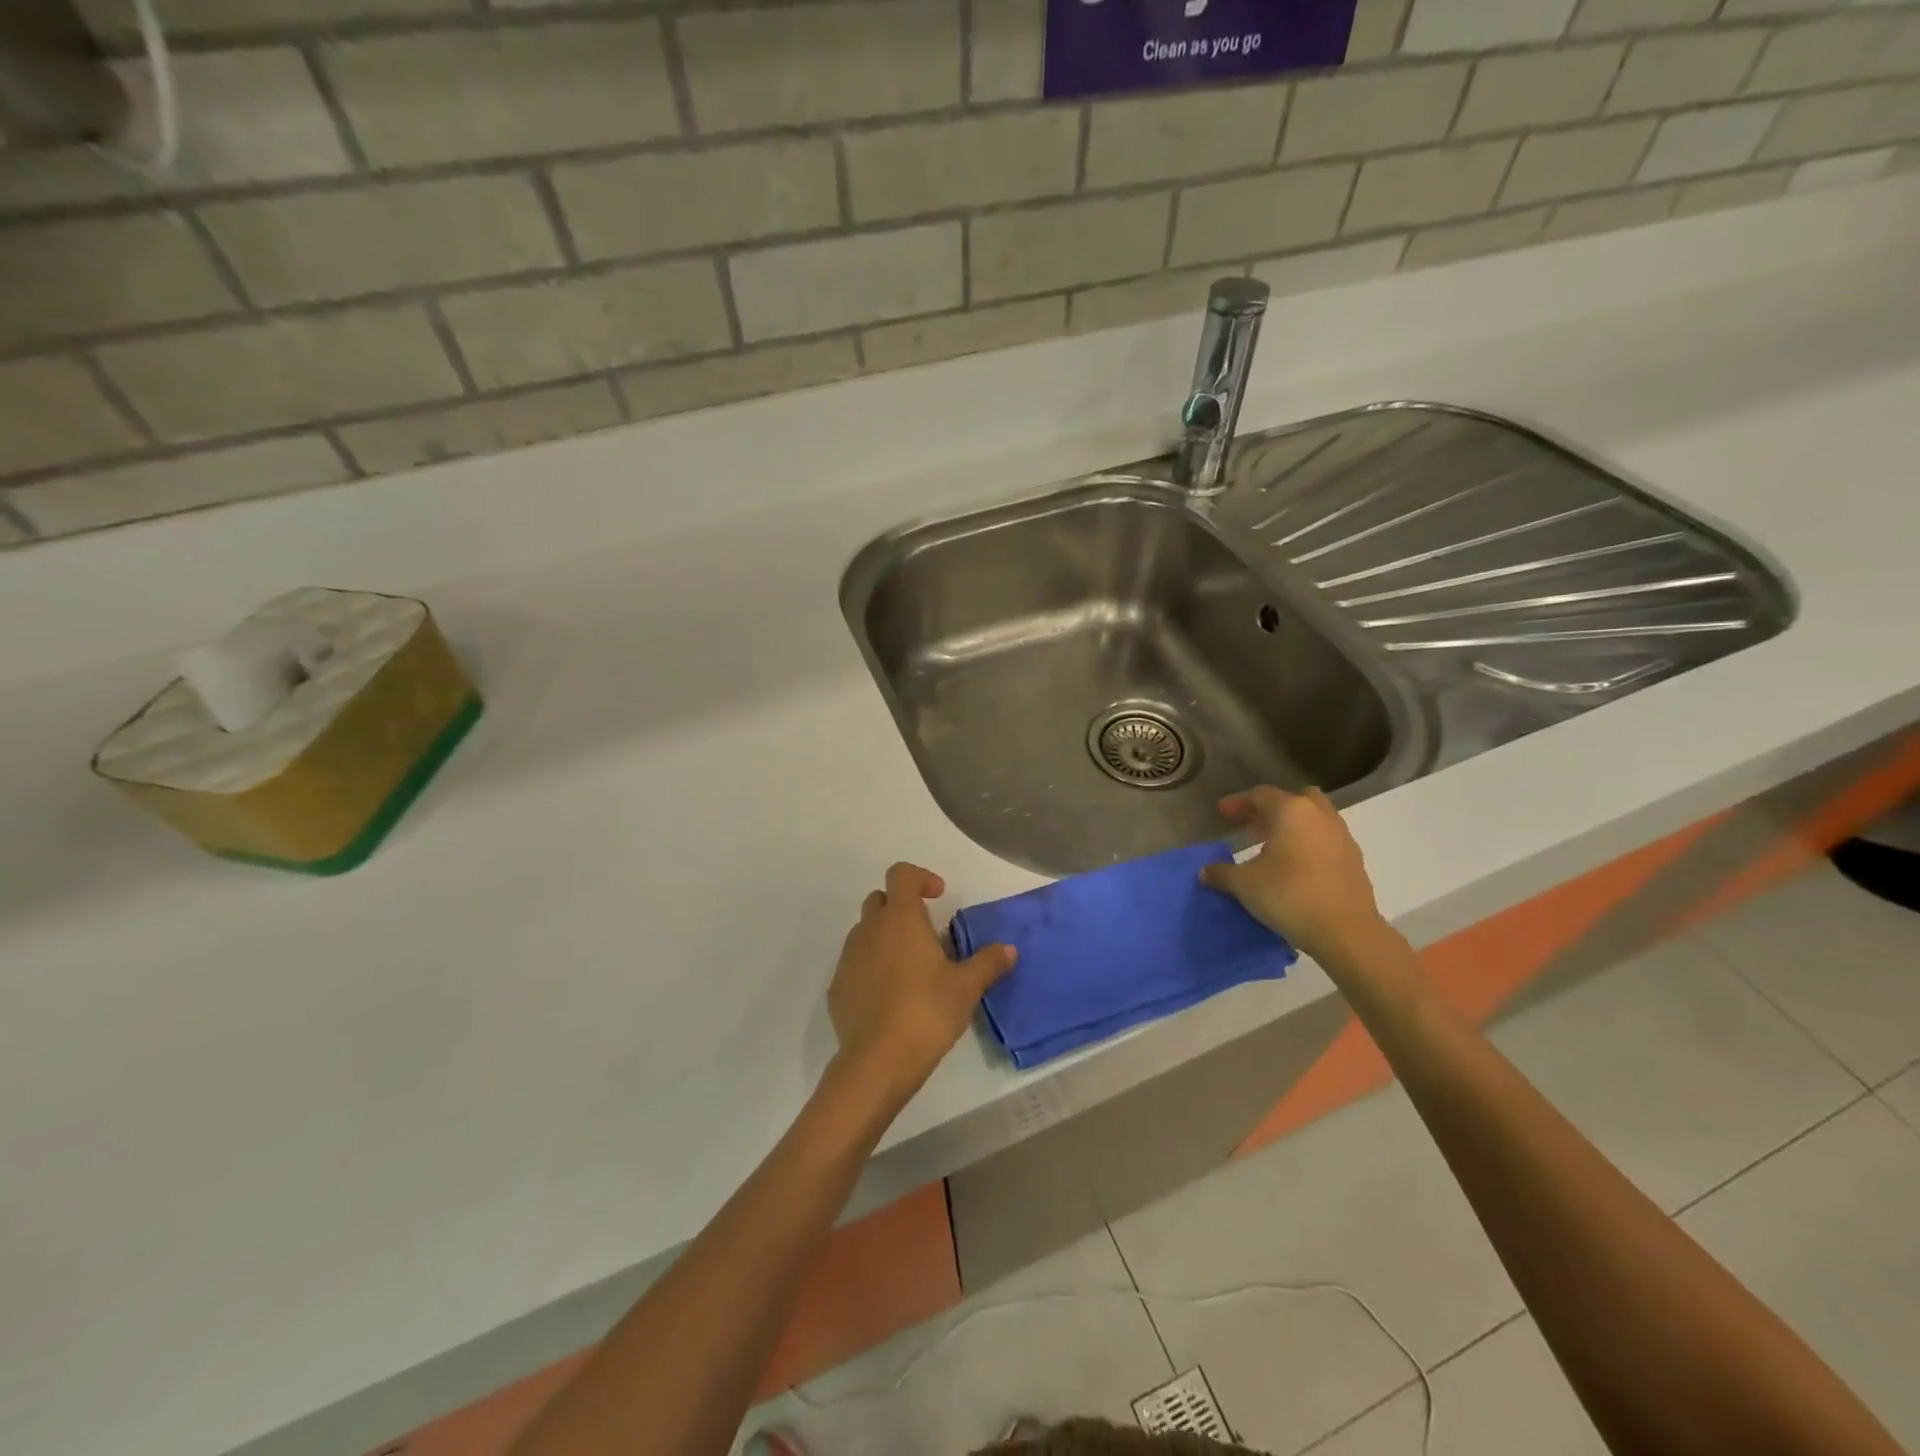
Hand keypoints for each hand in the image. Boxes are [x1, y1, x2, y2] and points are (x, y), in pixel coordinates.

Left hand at [828, 863, 1016, 1107]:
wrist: (877, 1062)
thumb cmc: (927, 1012)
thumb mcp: (966, 987)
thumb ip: (988, 962)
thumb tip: (1009, 949)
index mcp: (900, 919)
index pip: (901, 874)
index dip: (920, 877)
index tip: (938, 897)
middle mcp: (869, 929)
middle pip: (880, 900)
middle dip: (901, 908)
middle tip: (926, 935)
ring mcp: (848, 957)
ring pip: (865, 932)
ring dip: (885, 938)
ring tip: (911, 969)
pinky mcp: (837, 987)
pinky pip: (855, 963)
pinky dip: (871, 967)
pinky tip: (890, 997)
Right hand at [1199, 786, 1388, 966]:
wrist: (1346, 932)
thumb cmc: (1289, 895)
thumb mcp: (1244, 884)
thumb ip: (1222, 873)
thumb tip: (1205, 872)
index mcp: (1292, 811)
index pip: (1261, 795)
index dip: (1238, 802)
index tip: (1222, 812)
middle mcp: (1320, 817)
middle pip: (1295, 799)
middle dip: (1271, 809)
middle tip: (1251, 824)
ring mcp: (1342, 838)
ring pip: (1314, 819)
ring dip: (1292, 827)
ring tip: (1270, 846)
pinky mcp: (1354, 862)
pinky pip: (1326, 841)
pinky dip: (1308, 845)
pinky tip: (1294, 867)